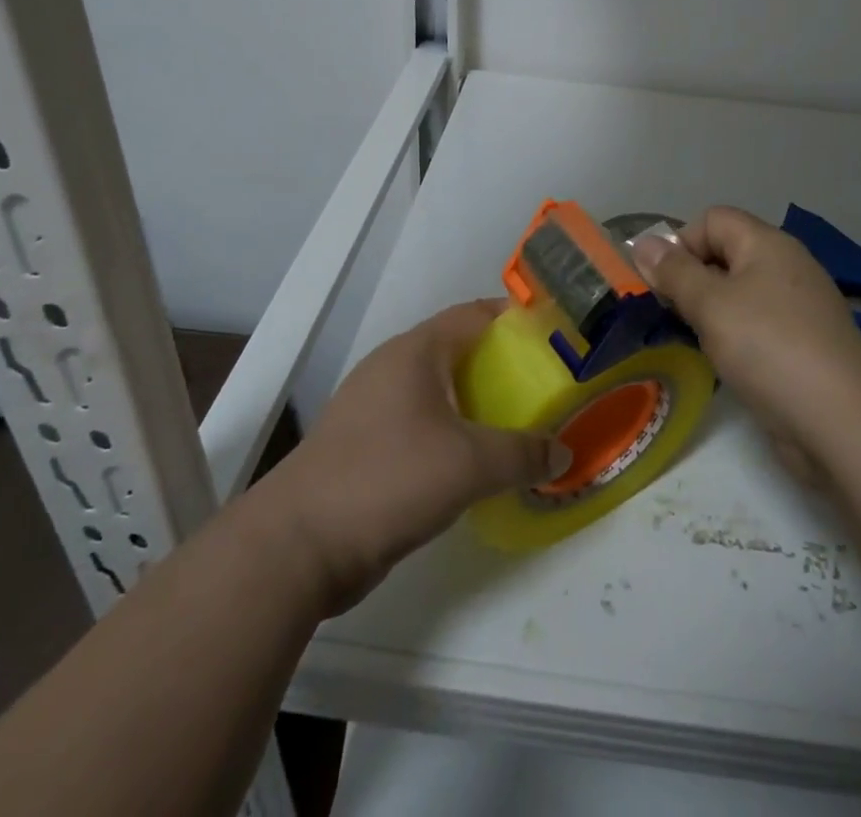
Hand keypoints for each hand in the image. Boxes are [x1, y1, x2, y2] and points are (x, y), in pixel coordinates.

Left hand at [261, 300, 567, 613]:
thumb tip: (563, 452)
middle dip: (501, 362)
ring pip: (438, 391)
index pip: (473, 314)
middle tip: (544, 381)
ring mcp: (373, 408)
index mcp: (415, 352)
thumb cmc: (388, 479)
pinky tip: (474, 461)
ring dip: (476, 401)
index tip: (552, 331)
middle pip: (457, 350)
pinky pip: (421, 424)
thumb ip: (522, 453)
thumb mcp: (469, 464)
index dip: (514, 317)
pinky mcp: (364, 446)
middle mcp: (392, 368)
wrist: (298, 546)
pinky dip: (452, 432)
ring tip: (518, 420)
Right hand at [632, 207, 860, 482]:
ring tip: (695, 341)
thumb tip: (643, 243)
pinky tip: (726, 364)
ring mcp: (799, 307)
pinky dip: (735, 337)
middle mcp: (786, 266)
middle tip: (673, 315)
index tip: (663, 284)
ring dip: (711, 312)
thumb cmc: (769, 348)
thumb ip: (674, 272)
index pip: (713, 219)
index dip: (682, 243)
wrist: (842, 422)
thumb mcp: (711, 305)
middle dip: (692, 279)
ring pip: (740, 293)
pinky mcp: (804, 344)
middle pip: (726, 254)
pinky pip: (757, 325)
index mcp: (768, 244)